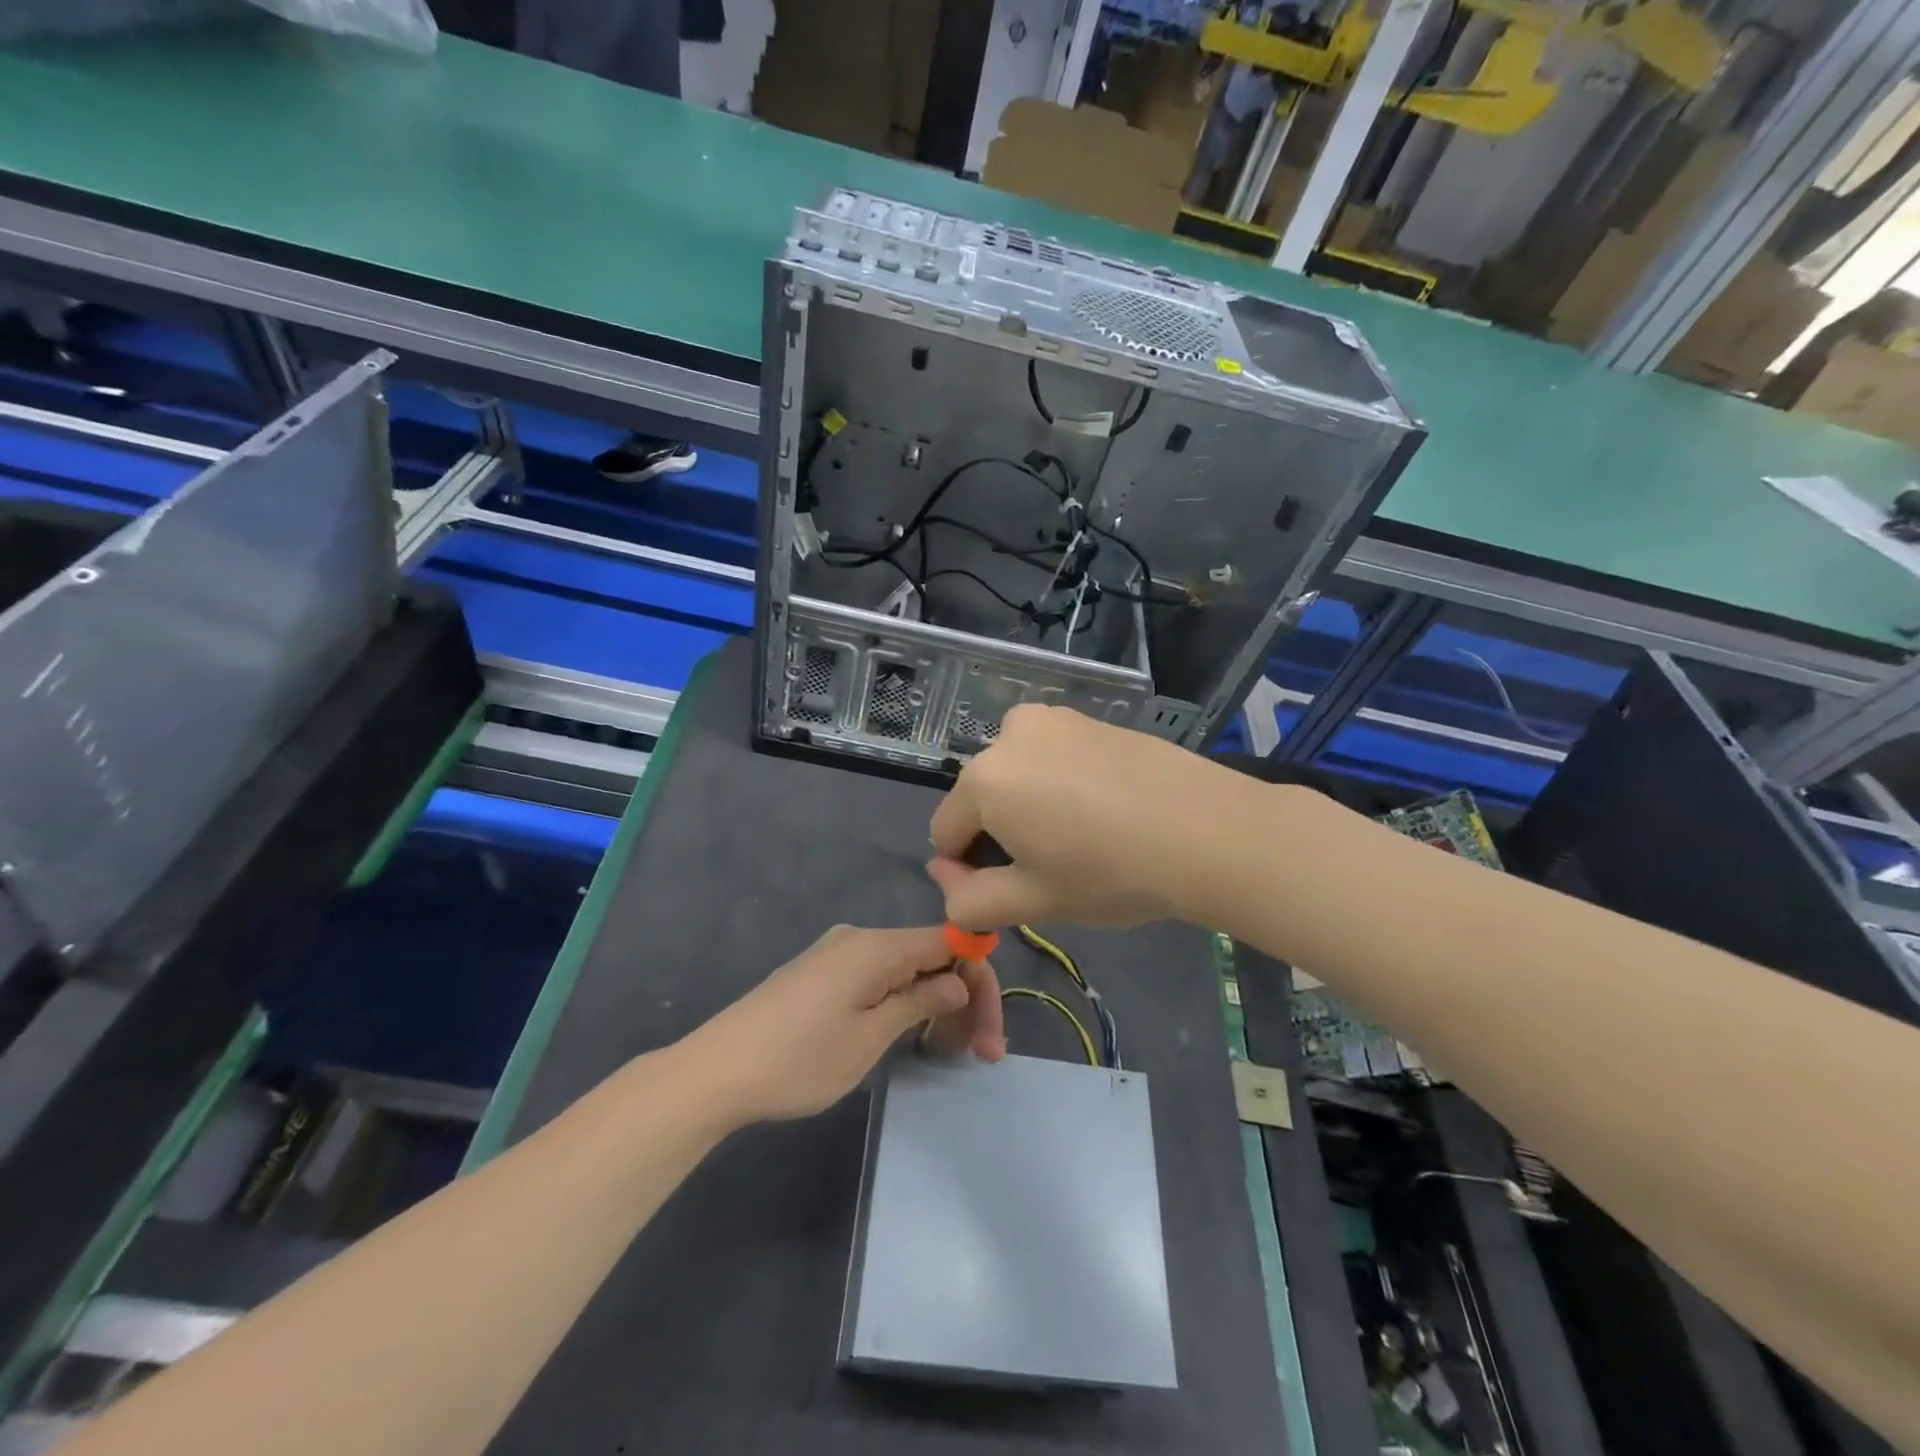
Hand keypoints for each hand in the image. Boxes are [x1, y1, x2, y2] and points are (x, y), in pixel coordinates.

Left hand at [678, 925, 1000, 1125]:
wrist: (715, 1072)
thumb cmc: (799, 1058)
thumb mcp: (869, 1037)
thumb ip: (919, 1002)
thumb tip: (956, 981)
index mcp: (877, 946)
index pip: (950, 941)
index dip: (978, 976)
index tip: (990, 1028)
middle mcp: (861, 939)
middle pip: (931, 955)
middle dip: (963, 998)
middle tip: (981, 1054)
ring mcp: (838, 955)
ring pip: (906, 969)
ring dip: (935, 1003)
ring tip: (948, 1052)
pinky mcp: (822, 975)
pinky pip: (879, 978)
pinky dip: (904, 1002)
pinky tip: (911, 1034)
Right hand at [927, 703, 1250, 930]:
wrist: (1207, 830)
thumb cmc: (1110, 872)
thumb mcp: (1033, 901)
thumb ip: (970, 900)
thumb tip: (945, 878)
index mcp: (983, 780)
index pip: (945, 833)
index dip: (969, 870)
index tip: (1014, 889)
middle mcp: (1008, 735)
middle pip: (981, 798)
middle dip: (1001, 833)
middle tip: (1055, 865)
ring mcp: (1052, 718)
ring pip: (1017, 773)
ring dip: (1029, 804)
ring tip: (1083, 834)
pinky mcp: (1089, 717)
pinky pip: (1051, 755)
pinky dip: (1060, 781)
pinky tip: (1105, 807)